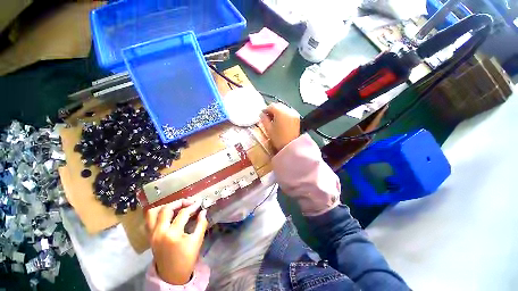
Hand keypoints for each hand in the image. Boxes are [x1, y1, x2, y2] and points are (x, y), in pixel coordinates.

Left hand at [145, 199, 207, 284]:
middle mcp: (159, 232)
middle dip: (179, 202)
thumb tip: (203, 211)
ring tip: (177, 206)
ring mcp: (152, 234)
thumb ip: (201, 223)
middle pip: (166, 209)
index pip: (183, 213)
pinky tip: (168, 214)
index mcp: (172, 234)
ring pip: (153, 212)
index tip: (199, 203)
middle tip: (189, 202)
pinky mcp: (149, 237)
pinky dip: (158, 213)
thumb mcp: (197, 241)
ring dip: (166, 206)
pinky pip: (149, 220)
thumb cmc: (187, 259)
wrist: (172, 275)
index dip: (193, 206)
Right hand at [260, 103, 300, 151]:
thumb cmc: (278, 138)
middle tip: (268, 117)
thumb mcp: (268, 129)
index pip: (271, 106)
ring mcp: (294, 113)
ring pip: (283, 108)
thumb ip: (263, 119)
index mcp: (280, 112)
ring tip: (274, 120)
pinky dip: (284, 114)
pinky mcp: (297, 117)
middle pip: (278, 105)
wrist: (291, 146)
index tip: (262, 115)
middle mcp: (288, 110)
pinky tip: (281, 121)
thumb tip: (262, 114)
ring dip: (278, 111)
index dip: (265, 110)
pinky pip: (288, 112)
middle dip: (272, 110)